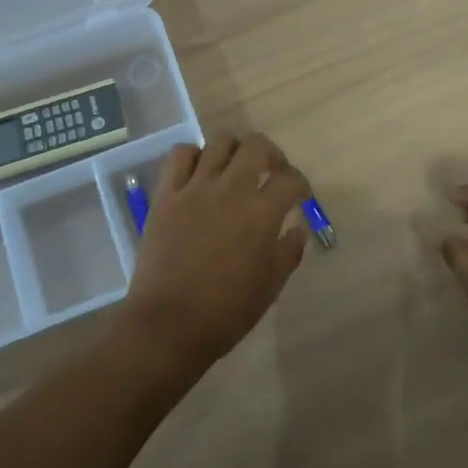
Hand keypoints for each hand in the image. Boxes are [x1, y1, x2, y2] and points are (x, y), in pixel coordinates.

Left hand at [120, 131, 310, 377]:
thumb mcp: (270, 286)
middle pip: (256, 146)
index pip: (290, 179)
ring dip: (234, 150)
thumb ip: (289, 251)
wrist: (168, 325)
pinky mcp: (167, 194)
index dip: (300, 184)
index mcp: (261, 214)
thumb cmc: (226, 312)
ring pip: (219, 142)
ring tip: (235, 168)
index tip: (299, 196)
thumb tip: (298, 227)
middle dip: (271, 154)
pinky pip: (180, 155)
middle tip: (271, 171)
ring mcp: (195, 188)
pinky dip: (193, 156)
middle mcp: (231, 190)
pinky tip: (199, 173)